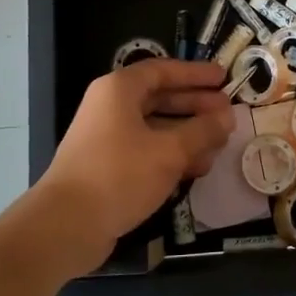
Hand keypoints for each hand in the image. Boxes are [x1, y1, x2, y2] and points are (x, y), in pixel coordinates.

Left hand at [34, 60, 234, 274]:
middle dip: (196, 106)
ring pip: (155, 127)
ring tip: (219, 145)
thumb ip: (202, 131)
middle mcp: (110, 108)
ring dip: (188, 134)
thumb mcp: (169, 151)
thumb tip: (228, 117)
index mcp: (119, 90)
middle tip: (228, 113)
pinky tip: (197, 168)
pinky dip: (171, 155)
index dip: (195, 74)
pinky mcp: (108, 166)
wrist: (67, 225)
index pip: (163, 70)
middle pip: (160, 98)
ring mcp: (107, 138)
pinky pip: (146, 151)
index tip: (223, 78)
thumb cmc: (119, 175)